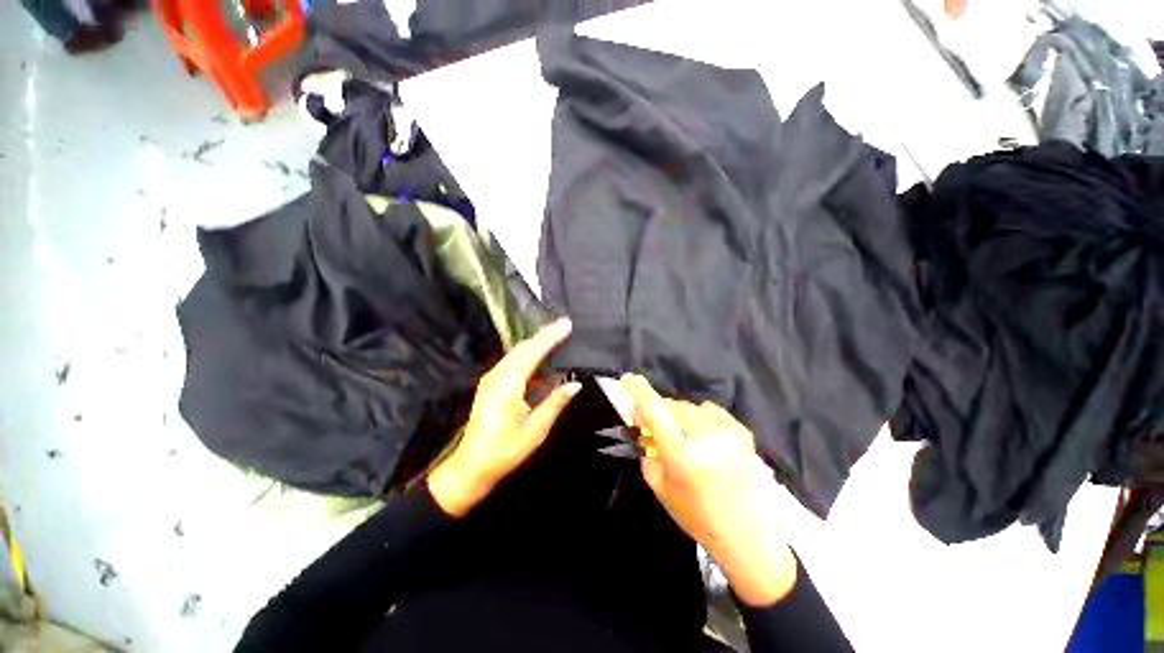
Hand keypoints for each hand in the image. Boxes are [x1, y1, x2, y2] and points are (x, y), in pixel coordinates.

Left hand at [428, 318, 580, 517]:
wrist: (471, 466)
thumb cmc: (505, 450)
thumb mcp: (536, 430)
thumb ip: (555, 403)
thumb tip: (575, 384)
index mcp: (508, 385)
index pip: (532, 353)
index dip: (550, 337)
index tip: (566, 324)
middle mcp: (497, 376)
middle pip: (523, 348)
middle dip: (543, 336)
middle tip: (564, 327)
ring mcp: (490, 378)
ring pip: (516, 353)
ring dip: (535, 345)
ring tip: (555, 339)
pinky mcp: (489, 384)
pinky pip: (511, 362)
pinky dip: (527, 356)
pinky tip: (538, 360)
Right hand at [620, 374, 797, 606]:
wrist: (748, 536)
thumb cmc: (696, 515)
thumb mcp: (659, 485)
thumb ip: (646, 447)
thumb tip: (641, 416)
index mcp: (681, 455)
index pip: (655, 411)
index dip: (639, 391)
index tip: (628, 379)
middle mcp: (705, 437)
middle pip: (671, 406)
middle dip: (659, 413)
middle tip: (657, 431)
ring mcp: (727, 432)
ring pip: (689, 407)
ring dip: (679, 417)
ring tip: (685, 440)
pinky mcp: (742, 431)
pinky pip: (709, 410)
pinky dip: (700, 418)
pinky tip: (704, 438)